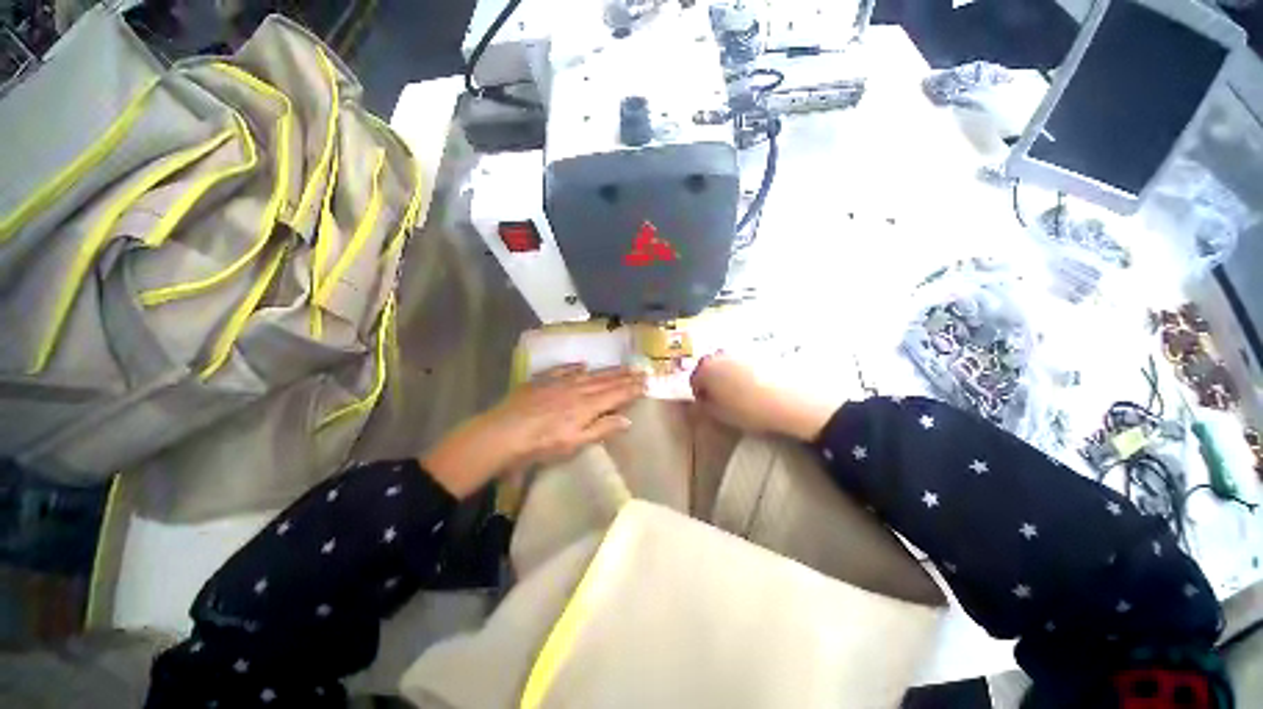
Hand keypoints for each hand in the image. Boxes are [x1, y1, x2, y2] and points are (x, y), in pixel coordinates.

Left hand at [422, 365, 645, 496]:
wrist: (503, 433)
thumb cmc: (541, 445)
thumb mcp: (574, 443)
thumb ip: (601, 429)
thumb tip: (627, 420)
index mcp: (587, 406)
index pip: (616, 394)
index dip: (632, 388)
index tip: (646, 382)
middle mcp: (577, 389)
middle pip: (605, 381)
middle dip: (624, 376)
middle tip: (640, 370)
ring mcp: (559, 382)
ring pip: (589, 374)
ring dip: (607, 370)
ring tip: (621, 366)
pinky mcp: (542, 380)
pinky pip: (564, 369)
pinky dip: (575, 367)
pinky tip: (582, 364)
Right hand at [691, 354, 832, 440]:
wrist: (790, 397)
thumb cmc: (748, 409)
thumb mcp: (721, 414)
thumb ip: (705, 406)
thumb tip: (703, 399)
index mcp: (706, 369)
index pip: (694, 380)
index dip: (700, 394)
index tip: (708, 404)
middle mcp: (720, 355)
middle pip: (710, 367)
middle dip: (713, 381)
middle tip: (723, 397)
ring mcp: (740, 350)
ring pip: (728, 363)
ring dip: (729, 374)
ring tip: (742, 391)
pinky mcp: (759, 351)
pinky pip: (745, 361)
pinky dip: (746, 371)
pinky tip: (756, 383)